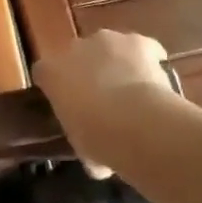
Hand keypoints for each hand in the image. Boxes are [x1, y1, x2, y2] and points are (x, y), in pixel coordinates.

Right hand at [32, 30, 182, 168]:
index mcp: (51, 73)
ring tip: (133, 91)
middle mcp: (74, 48)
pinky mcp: (138, 41)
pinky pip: (144, 47)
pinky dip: (149, 58)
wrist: (133, 121)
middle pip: (78, 56)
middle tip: (103, 100)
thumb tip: (96, 161)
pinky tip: (157, 76)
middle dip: (89, 73)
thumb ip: (84, 144)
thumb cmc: (97, 138)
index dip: (58, 87)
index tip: (69, 104)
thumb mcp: (82, 148)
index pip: (45, 73)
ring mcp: (107, 40)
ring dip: (117, 63)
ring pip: (110, 47)